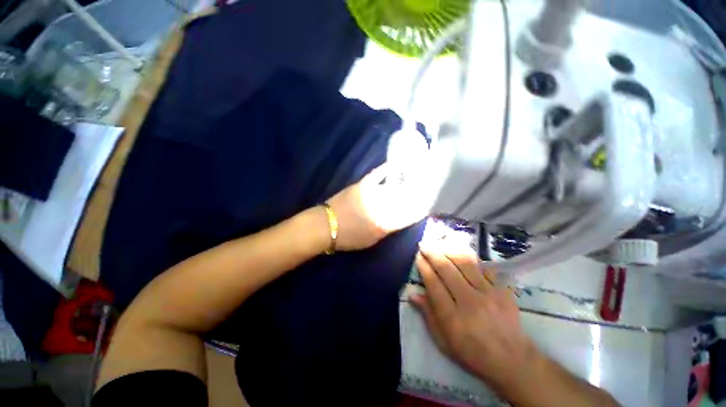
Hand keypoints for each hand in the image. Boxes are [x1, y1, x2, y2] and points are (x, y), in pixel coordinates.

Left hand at [326, 163, 429, 250]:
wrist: (325, 225)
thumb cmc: (348, 237)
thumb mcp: (372, 239)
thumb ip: (388, 228)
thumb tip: (400, 218)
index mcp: (386, 222)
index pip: (409, 214)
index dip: (420, 209)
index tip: (428, 205)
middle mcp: (382, 205)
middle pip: (405, 198)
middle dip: (417, 195)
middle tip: (426, 190)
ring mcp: (372, 192)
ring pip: (395, 187)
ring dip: (407, 182)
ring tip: (418, 177)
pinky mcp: (362, 185)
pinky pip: (378, 174)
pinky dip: (387, 169)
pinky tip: (396, 165)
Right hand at [410, 245, 536, 391]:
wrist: (512, 360)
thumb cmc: (472, 353)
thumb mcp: (443, 341)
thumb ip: (428, 315)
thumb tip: (413, 295)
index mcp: (452, 317)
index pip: (433, 283)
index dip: (423, 267)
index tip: (418, 256)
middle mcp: (470, 302)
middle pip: (447, 269)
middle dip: (432, 253)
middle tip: (424, 244)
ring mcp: (489, 294)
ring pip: (465, 263)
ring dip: (450, 250)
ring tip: (440, 244)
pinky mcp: (503, 290)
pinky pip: (484, 267)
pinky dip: (471, 259)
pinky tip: (462, 254)